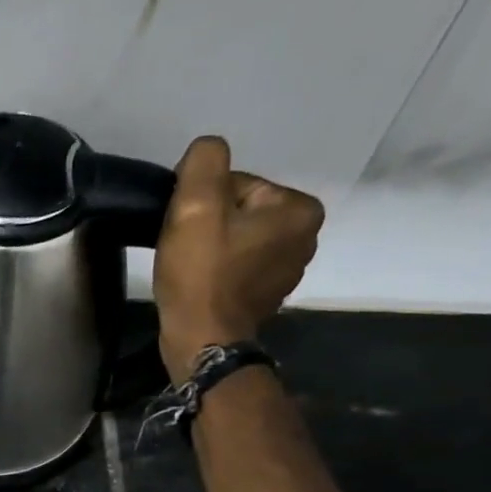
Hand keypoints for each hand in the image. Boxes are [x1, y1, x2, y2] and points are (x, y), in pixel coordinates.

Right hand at [154, 135, 324, 382]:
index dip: (203, 202)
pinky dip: (216, 270)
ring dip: (210, 247)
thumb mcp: (196, 204)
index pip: (238, 184)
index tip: (187, 228)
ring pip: (236, 239)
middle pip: (239, 211)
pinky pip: (237, 266)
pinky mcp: (266, 295)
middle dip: (209, 224)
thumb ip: (205, 161)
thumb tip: (207, 152)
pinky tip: (200, 283)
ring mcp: (288, 270)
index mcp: (299, 210)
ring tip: (190, 268)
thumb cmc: (201, 274)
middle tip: (185, 249)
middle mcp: (305, 237)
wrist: (200, 340)